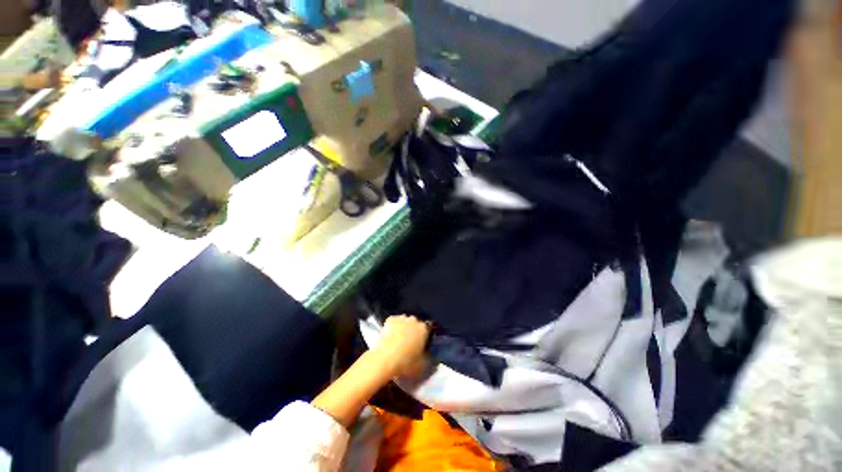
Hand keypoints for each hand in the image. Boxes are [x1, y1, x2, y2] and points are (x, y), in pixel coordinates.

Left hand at [372, 315, 430, 377]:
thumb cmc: (406, 363)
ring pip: (406, 321)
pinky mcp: (390, 319)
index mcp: (424, 328)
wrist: (384, 360)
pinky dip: (394, 326)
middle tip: (413, 342)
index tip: (425, 342)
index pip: (430, 328)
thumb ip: (430, 358)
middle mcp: (414, 320)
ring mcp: (401, 318)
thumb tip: (431, 354)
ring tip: (401, 340)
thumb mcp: (424, 365)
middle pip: (417, 323)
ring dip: (405, 327)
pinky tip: (392, 336)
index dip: (428, 335)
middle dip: (416, 331)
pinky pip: (395, 321)